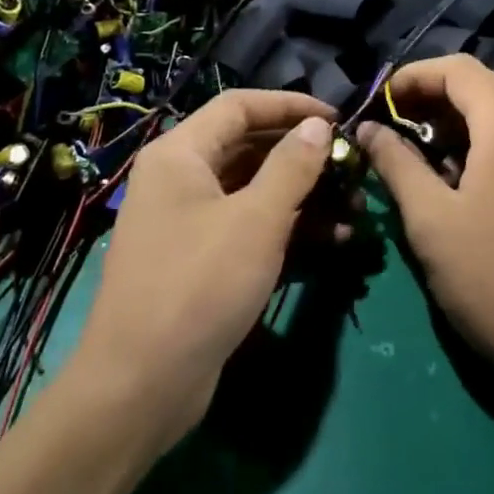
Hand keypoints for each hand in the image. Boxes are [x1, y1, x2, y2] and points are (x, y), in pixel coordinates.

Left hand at [71, 90, 334, 448]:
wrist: (140, 387)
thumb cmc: (198, 286)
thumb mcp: (256, 220)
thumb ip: (292, 165)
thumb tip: (318, 125)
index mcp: (180, 154)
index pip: (240, 106)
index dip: (291, 106)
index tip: (338, 118)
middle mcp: (180, 179)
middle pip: (249, 146)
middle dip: (303, 155)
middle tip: (351, 166)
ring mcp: (188, 221)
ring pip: (253, 189)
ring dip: (304, 195)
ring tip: (353, 208)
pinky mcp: (200, 260)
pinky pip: (248, 226)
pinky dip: (288, 227)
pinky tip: (333, 240)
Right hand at [359, 56, 493, 390]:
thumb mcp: (430, 221)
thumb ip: (395, 164)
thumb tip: (370, 129)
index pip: (458, 69)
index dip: (412, 77)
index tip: (377, 103)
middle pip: (478, 86)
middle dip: (429, 100)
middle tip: (388, 130)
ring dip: (451, 124)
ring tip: (412, 156)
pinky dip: (478, 143)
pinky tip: (452, 177)